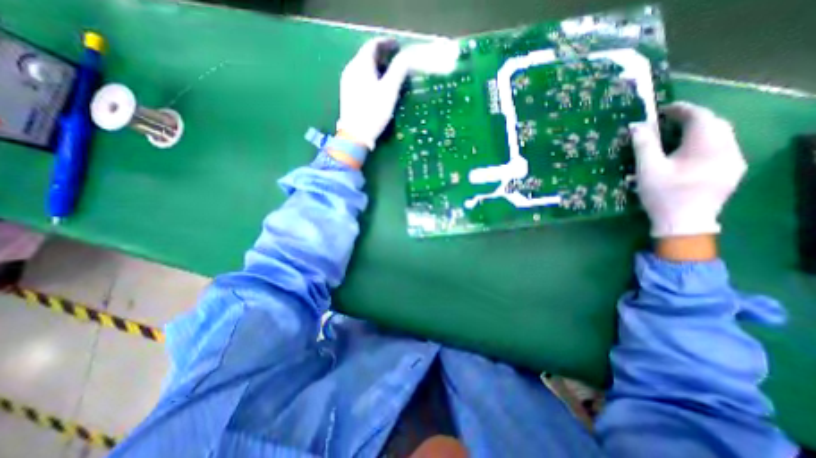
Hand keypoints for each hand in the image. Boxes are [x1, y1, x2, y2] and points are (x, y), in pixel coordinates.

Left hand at [333, 37, 407, 150]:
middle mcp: (351, 68)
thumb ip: (398, 71)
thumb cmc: (373, 112)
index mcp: (361, 64)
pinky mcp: (347, 93)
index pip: (373, 45)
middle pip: (367, 55)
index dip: (387, 43)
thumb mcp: (389, 91)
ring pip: (363, 66)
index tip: (398, 46)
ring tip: (389, 72)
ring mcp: (347, 81)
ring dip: (377, 65)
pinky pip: (360, 77)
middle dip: (382, 54)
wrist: (355, 135)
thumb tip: (407, 56)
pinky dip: (370, 75)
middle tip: (396, 59)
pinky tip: (377, 85)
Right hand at [629, 101, 743, 238]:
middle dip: (691, 119)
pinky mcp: (732, 170)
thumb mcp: (647, 169)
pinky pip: (722, 147)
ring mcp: (734, 160)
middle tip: (666, 123)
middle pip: (714, 123)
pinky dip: (704, 143)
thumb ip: (643, 145)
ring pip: (720, 135)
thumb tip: (637, 125)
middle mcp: (728, 148)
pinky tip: (688, 153)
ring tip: (675, 136)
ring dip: (698, 130)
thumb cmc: (663, 194)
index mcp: (707, 146)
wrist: (684, 223)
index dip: (681, 109)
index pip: (700, 116)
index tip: (661, 110)